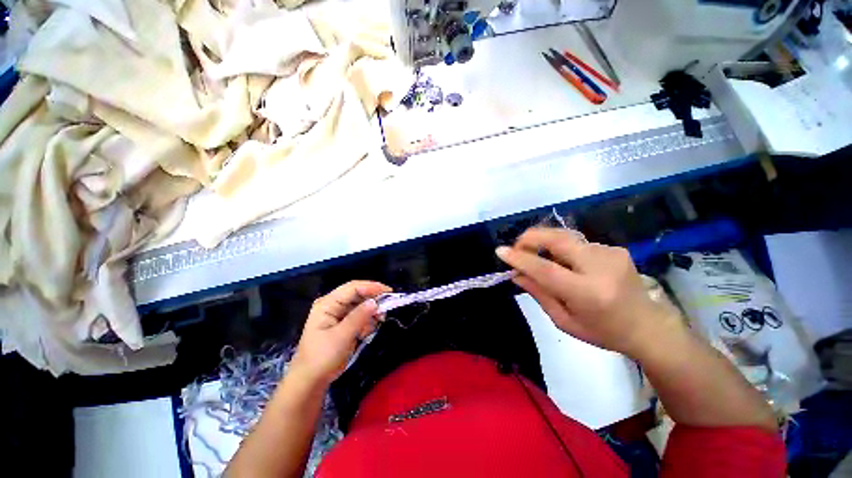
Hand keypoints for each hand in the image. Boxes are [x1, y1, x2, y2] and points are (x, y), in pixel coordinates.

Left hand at [292, 281, 390, 385]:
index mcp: (328, 303)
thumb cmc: (322, 357)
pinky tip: (366, 332)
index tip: (389, 292)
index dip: (371, 287)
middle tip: (386, 309)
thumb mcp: (342, 336)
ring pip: (361, 305)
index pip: (353, 287)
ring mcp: (338, 314)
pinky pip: (359, 316)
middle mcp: (333, 304)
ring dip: (370, 313)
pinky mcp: (343, 323)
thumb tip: (375, 302)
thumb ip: (359, 317)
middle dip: (373, 301)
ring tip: (376, 323)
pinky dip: (366, 322)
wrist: (311, 381)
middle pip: (358, 295)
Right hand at [496, 227, 678, 357]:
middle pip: (558, 239)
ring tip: (538, 259)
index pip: (546, 269)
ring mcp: (611, 253)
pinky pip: (576, 243)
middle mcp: (601, 267)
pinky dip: (561, 250)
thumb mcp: (564, 320)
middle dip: (530, 238)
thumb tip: (515, 274)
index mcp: (589, 294)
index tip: (500, 251)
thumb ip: (538, 293)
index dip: (520, 258)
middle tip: (517, 248)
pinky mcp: (614, 248)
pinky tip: (565, 264)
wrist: (649, 326)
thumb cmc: (603, 332)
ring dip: (545, 245)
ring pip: (565, 238)